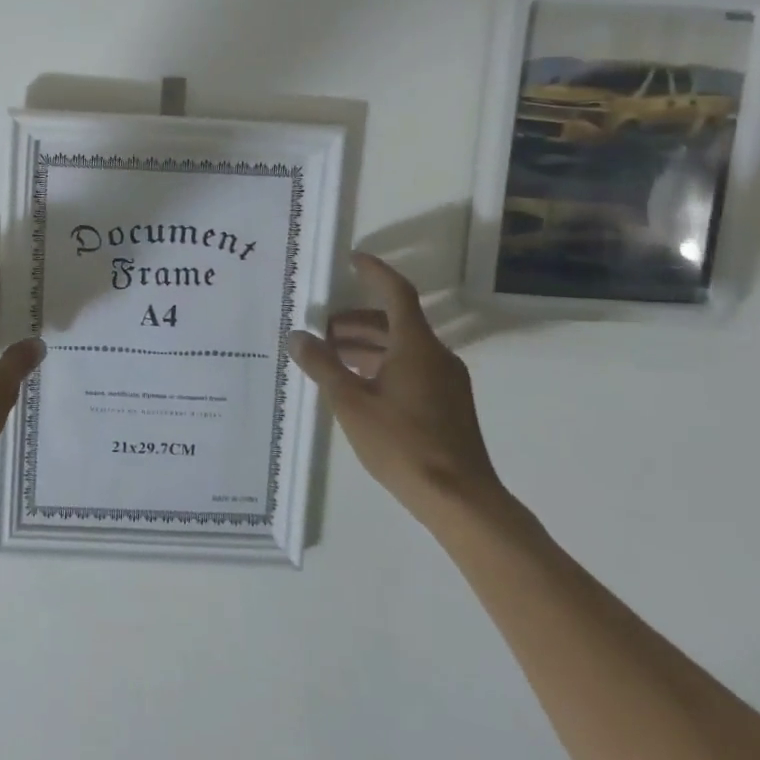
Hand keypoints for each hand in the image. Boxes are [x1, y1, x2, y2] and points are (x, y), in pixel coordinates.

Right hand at [287, 253, 503, 527]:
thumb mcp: (351, 403)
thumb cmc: (403, 444)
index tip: (353, 260)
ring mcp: (446, 382)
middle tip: (324, 329)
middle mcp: (436, 356)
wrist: (461, 500)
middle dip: (357, 321)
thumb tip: (298, 336)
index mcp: (416, 346)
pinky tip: (360, 386)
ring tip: (333, 357)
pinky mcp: (448, 405)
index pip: (396, 293)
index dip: (374, 273)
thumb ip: (322, 366)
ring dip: (368, 345)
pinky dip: (383, 364)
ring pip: (403, 347)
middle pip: (396, 322)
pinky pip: (412, 368)